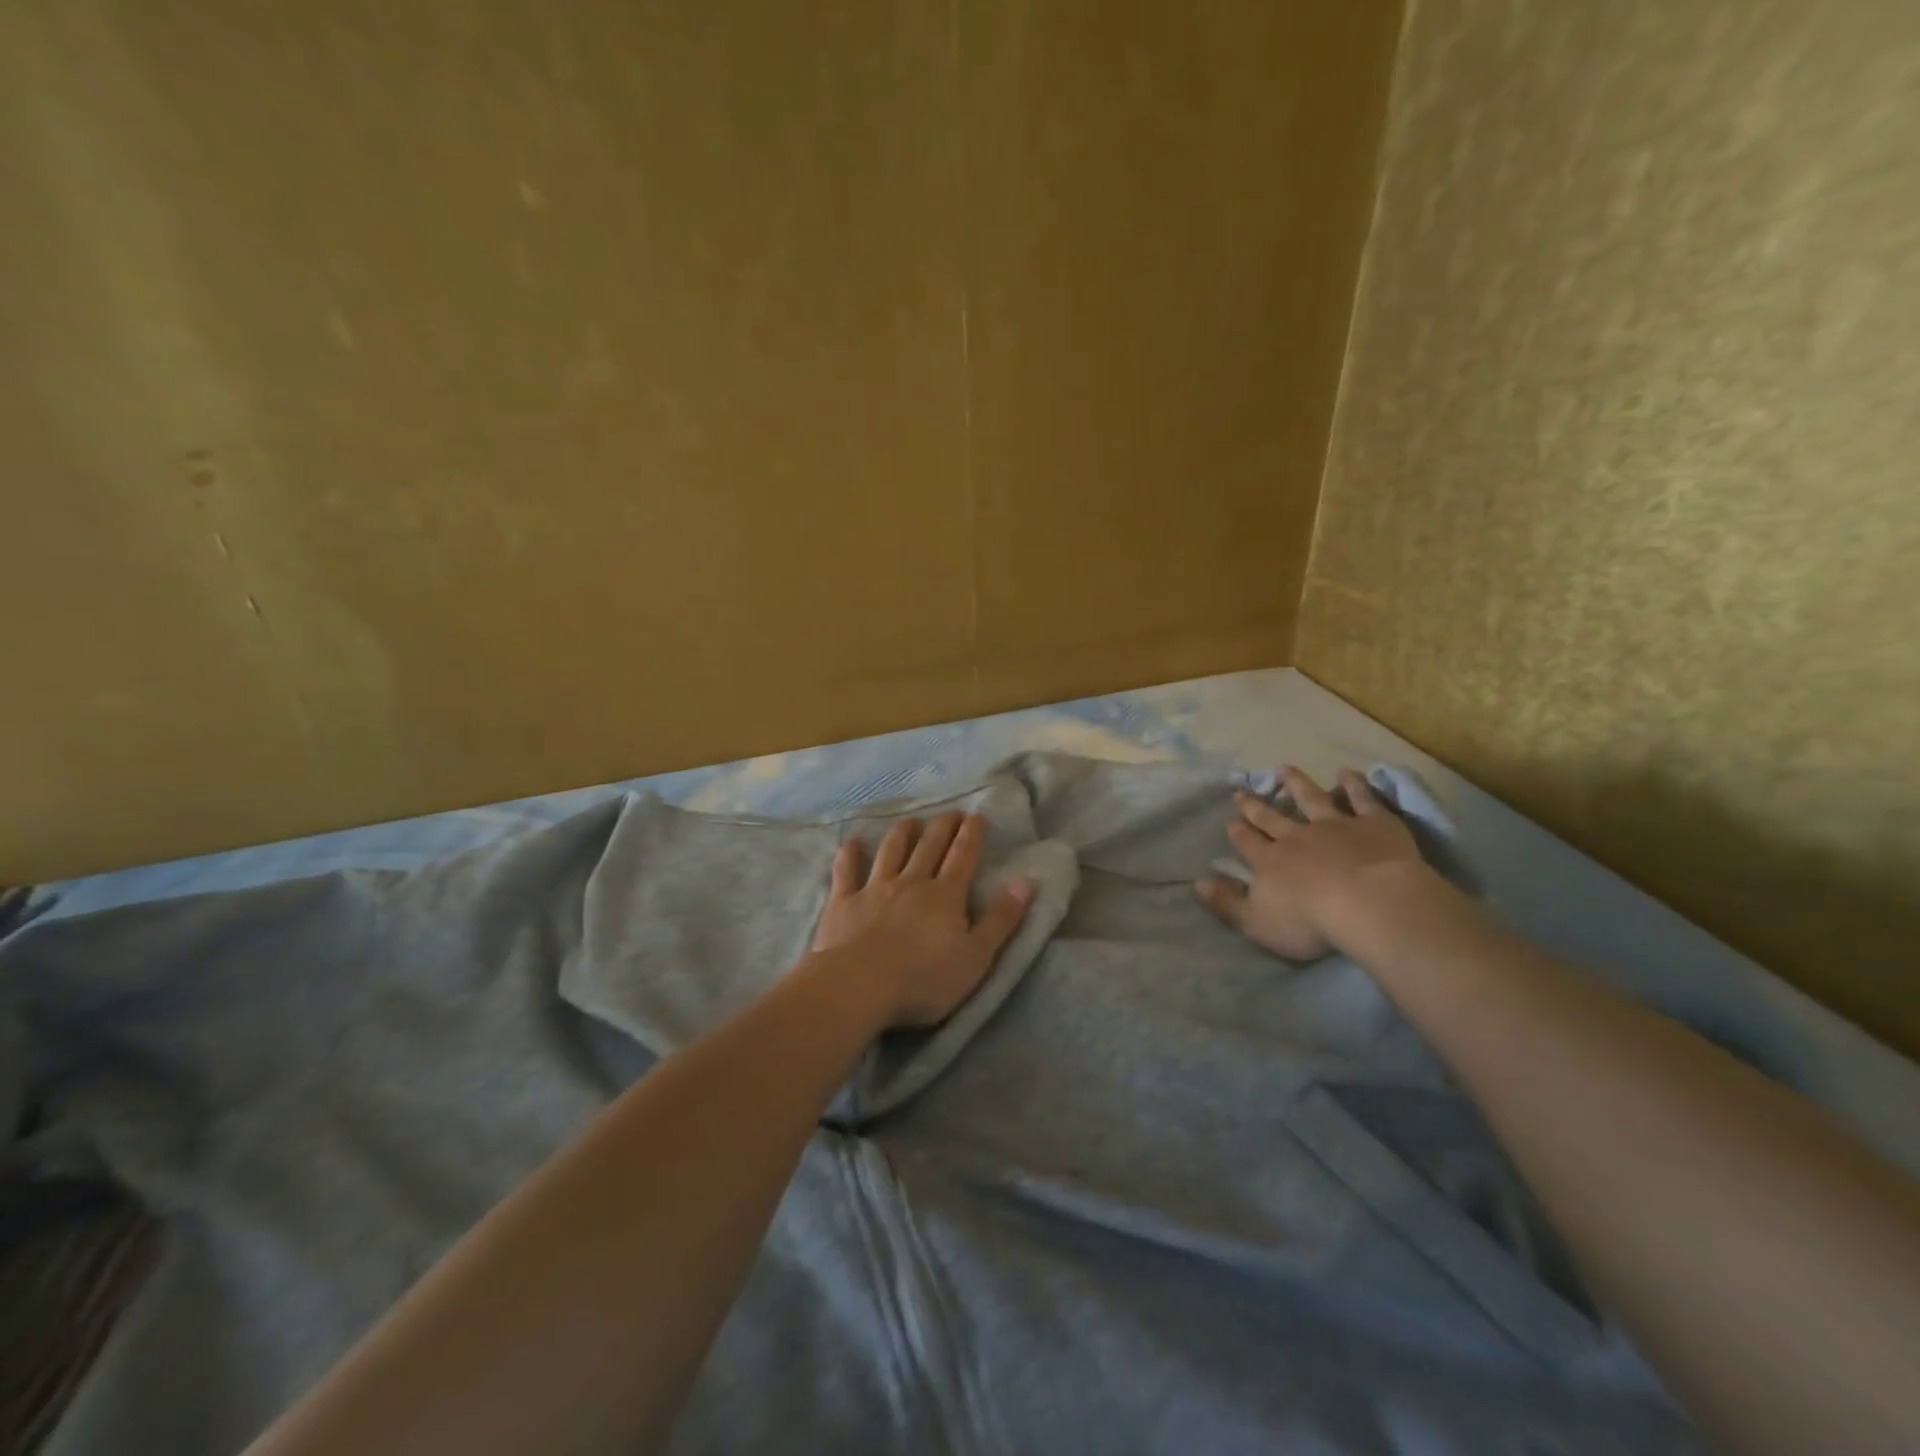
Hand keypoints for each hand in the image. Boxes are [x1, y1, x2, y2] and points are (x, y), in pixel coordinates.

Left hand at [810, 812, 1033, 1027]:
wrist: (859, 986)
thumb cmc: (925, 979)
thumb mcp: (976, 956)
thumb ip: (1001, 919)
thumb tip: (1025, 882)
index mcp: (946, 896)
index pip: (963, 856)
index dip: (972, 834)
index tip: (977, 815)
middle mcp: (912, 882)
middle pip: (929, 846)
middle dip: (942, 827)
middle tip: (950, 813)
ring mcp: (875, 889)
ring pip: (891, 851)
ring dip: (902, 833)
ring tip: (910, 820)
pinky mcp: (844, 902)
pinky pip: (847, 870)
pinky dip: (850, 854)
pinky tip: (853, 842)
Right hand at [1196, 766, 1428, 960]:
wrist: (1370, 904)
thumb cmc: (1310, 922)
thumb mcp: (1256, 922)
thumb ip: (1226, 903)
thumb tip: (1198, 883)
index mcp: (1269, 861)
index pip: (1247, 843)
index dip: (1237, 832)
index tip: (1229, 820)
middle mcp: (1296, 837)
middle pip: (1272, 817)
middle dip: (1255, 805)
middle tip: (1241, 791)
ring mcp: (1335, 826)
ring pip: (1311, 798)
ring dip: (1296, 783)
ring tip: (1285, 769)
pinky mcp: (1373, 824)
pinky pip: (1361, 799)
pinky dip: (1355, 784)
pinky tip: (1348, 772)